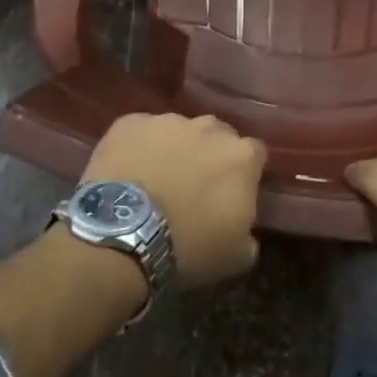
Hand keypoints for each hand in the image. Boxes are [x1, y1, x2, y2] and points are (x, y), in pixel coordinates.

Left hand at [82, 113, 265, 286]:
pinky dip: (137, 147)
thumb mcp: (237, 255)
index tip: (232, 192)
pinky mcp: (129, 123)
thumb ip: (248, 228)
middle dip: (209, 155)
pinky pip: (140, 131)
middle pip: (216, 135)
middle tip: (193, 186)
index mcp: (241, 156)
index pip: (254, 154)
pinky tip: (127, 171)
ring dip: (173, 149)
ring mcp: (167, 121)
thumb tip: (242, 222)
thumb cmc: (188, 247)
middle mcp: (209, 127)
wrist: (122, 236)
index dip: (244, 172)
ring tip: (155, 179)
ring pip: (177, 131)